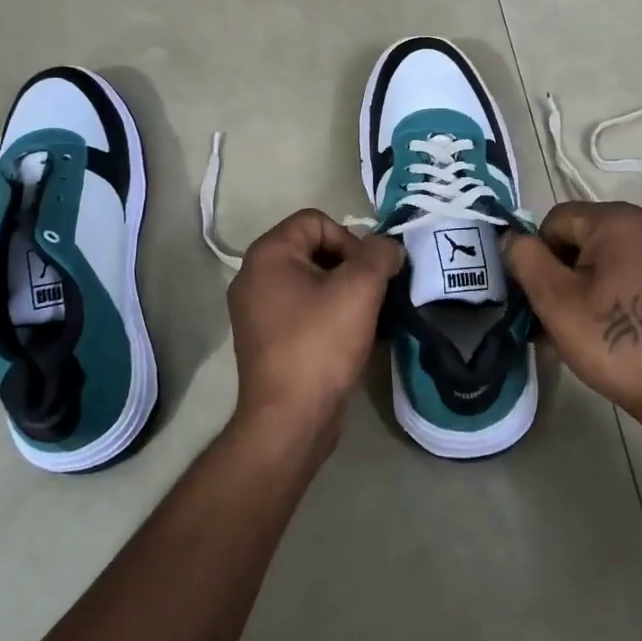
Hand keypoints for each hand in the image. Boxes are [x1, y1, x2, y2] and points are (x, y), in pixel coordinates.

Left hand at [227, 209, 403, 449]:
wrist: (290, 419)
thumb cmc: (320, 344)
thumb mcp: (359, 289)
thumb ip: (379, 255)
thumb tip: (387, 247)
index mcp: (268, 255)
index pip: (316, 221)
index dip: (350, 239)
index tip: (369, 274)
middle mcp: (254, 276)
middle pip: (314, 249)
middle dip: (350, 266)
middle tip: (373, 295)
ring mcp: (256, 310)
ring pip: (311, 282)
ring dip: (343, 292)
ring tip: (367, 317)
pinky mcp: (267, 339)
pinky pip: (303, 310)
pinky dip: (329, 315)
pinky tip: (351, 337)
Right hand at [502, 202, 641, 424]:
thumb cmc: (614, 341)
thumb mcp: (555, 300)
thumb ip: (525, 258)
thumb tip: (510, 237)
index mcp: (619, 220)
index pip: (555, 221)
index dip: (539, 256)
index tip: (543, 296)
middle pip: (581, 235)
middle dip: (561, 271)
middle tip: (554, 315)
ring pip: (605, 254)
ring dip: (583, 283)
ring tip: (577, 325)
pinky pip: (630, 267)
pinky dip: (610, 287)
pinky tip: (605, 322)